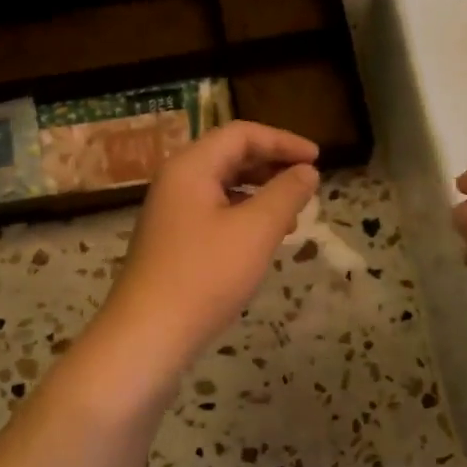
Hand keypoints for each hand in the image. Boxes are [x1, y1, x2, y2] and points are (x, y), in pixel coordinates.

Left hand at [99, 122, 319, 370]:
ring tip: (293, 212)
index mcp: (191, 167)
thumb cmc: (206, 275)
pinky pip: (214, 212)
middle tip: (307, 181)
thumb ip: (286, 194)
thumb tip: (306, 171)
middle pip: (229, 156)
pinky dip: (244, 215)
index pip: (242, 134)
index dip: (283, 141)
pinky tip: (264, 239)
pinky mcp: (173, 241)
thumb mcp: (256, 230)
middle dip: (272, 164)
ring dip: (260, 191)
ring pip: (222, 186)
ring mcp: (171, 212)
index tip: (317, 159)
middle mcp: (176, 181)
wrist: (149, 333)